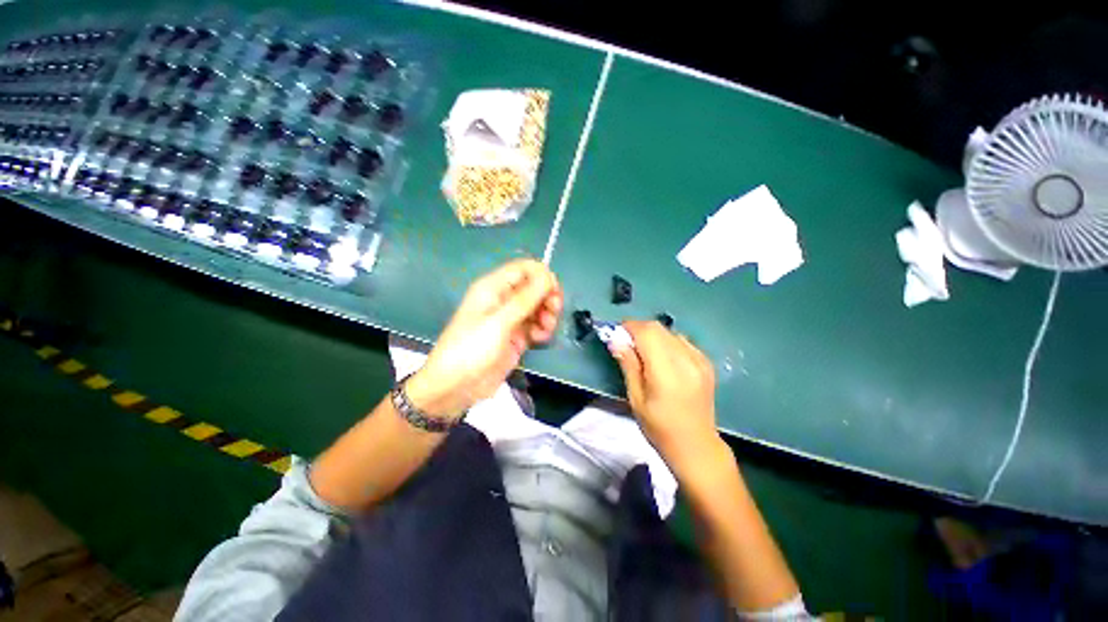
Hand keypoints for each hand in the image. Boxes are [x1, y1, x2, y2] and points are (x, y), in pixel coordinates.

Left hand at [407, 259, 561, 417]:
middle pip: (534, 287)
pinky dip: (543, 329)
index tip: (554, 292)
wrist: (456, 387)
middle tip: (553, 311)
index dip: (542, 276)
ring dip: (547, 314)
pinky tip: (540, 339)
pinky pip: (536, 325)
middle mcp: (503, 299)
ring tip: (545, 329)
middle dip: (547, 297)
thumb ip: (525, 299)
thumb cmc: (471, 349)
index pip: (524, 269)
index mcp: (493, 288)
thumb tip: (548, 276)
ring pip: (538, 306)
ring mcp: (511, 318)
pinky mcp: (517, 336)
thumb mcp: (499, 322)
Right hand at [610, 320, 720, 469]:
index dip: (629, 327)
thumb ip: (628, 365)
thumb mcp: (636, 398)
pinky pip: (682, 341)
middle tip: (626, 344)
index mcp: (667, 371)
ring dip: (652, 335)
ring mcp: (700, 360)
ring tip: (644, 353)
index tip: (616, 334)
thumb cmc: (659, 427)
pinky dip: (667, 342)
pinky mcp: (706, 362)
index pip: (647, 333)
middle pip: (658, 328)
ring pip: (670, 332)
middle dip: (638, 329)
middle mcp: (686, 360)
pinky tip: (663, 359)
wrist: (696, 446)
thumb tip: (615, 340)